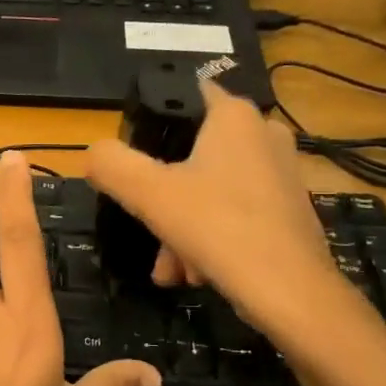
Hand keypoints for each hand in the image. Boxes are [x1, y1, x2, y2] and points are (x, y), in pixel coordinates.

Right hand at [87, 81, 365, 350]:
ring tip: (172, 269)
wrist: (291, 293)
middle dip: (164, 196)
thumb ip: (111, 164)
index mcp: (234, 117)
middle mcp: (264, 135)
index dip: (154, 118)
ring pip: (212, 191)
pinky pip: (235, 214)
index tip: (133, 153)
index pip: (187, 93)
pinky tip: (195, 274)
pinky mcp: (289, 211)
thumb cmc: (217, 227)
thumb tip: (94, 154)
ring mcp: (282, 174)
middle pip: (193, 154)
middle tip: (148, 227)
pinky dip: (210, 239)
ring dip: (182, 227)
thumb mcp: (147, 193)